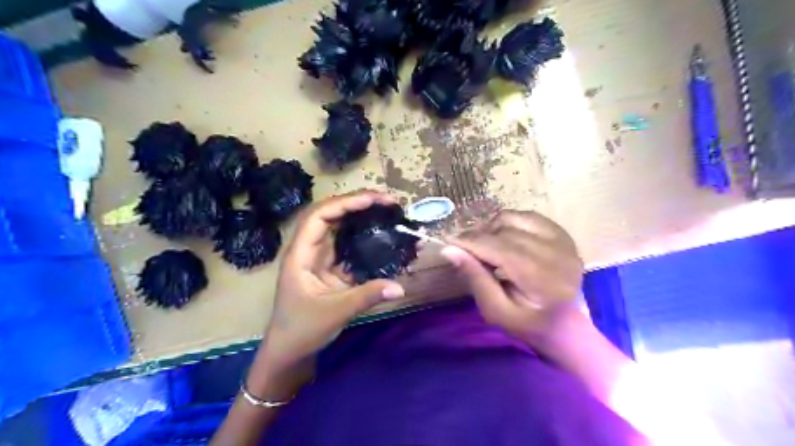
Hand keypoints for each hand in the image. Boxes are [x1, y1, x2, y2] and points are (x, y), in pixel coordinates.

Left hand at [262, 191, 405, 371]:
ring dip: (360, 216)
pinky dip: (363, 237)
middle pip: (329, 215)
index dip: (345, 203)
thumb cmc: (301, 330)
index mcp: (300, 254)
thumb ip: (367, 297)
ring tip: (386, 211)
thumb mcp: (335, 313)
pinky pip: (346, 246)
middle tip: (386, 201)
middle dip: (356, 203)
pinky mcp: (329, 268)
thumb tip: (400, 287)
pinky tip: (380, 235)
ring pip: (338, 228)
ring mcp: (319, 258)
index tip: (373, 200)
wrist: (288, 352)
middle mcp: (308, 250)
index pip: (320, 217)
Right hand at [441, 211, 582, 346]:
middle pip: (504, 231)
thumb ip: (475, 278)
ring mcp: (562, 240)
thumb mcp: (496, 311)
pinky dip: (508, 224)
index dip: (470, 241)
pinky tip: (503, 238)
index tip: (448, 241)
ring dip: (492, 228)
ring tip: (483, 245)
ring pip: (514, 218)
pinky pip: (527, 217)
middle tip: (462, 248)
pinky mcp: (562, 234)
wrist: (569, 326)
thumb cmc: (529, 324)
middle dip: (478, 236)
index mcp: (541, 277)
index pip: (498, 247)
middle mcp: (556, 251)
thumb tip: (449, 250)